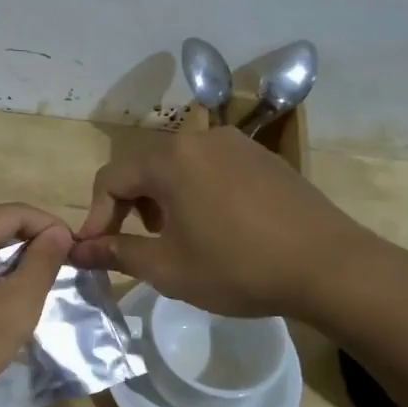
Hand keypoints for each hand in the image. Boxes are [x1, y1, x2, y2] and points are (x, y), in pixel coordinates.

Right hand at [69, 126, 407, 325]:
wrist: (330, 267)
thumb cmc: (239, 267)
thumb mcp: (168, 268)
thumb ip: (116, 253)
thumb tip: (77, 251)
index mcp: (170, 158)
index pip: (110, 178)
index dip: (96, 216)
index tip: (96, 252)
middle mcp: (200, 138)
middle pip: (143, 167)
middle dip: (129, 207)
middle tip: (135, 246)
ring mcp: (236, 143)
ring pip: (177, 166)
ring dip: (161, 199)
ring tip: (174, 238)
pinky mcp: (262, 157)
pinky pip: (211, 168)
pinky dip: (195, 192)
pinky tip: (214, 226)